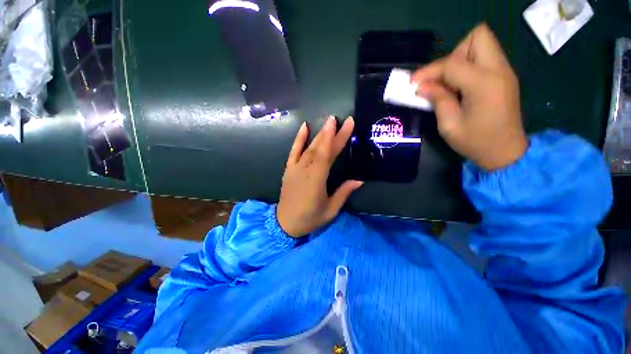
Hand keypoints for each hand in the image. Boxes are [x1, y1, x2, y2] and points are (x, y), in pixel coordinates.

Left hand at [277, 116, 363, 237]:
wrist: (285, 223)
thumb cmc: (310, 219)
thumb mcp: (330, 210)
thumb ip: (343, 193)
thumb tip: (359, 180)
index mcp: (316, 180)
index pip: (329, 155)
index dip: (338, 139)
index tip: (347, 125)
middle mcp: (305, 170)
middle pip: (320, 148)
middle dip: (331, 132)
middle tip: (342, 119)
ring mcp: (295, 168)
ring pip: (309, 148)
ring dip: (319, 133)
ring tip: (329, 121)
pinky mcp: (289, 169)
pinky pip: (293, 151)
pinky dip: (299, 139)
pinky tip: (304, 127)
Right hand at [412, 23, 527, 170]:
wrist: (506, 153)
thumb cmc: (476, 142)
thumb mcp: (449, 125)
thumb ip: (437, 100)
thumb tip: (422, 86)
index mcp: (484, 84)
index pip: (452, 63)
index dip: (429, 71)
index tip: (412, 83)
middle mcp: (499, 70)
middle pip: (477, 37)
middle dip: (453, 54)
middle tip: (441, 78)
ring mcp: (504, 72)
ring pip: (481, 44)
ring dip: (460, 59)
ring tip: (448, 83)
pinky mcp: (503, 77)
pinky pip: (484, 58)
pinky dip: (467, 66)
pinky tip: (458, 86)